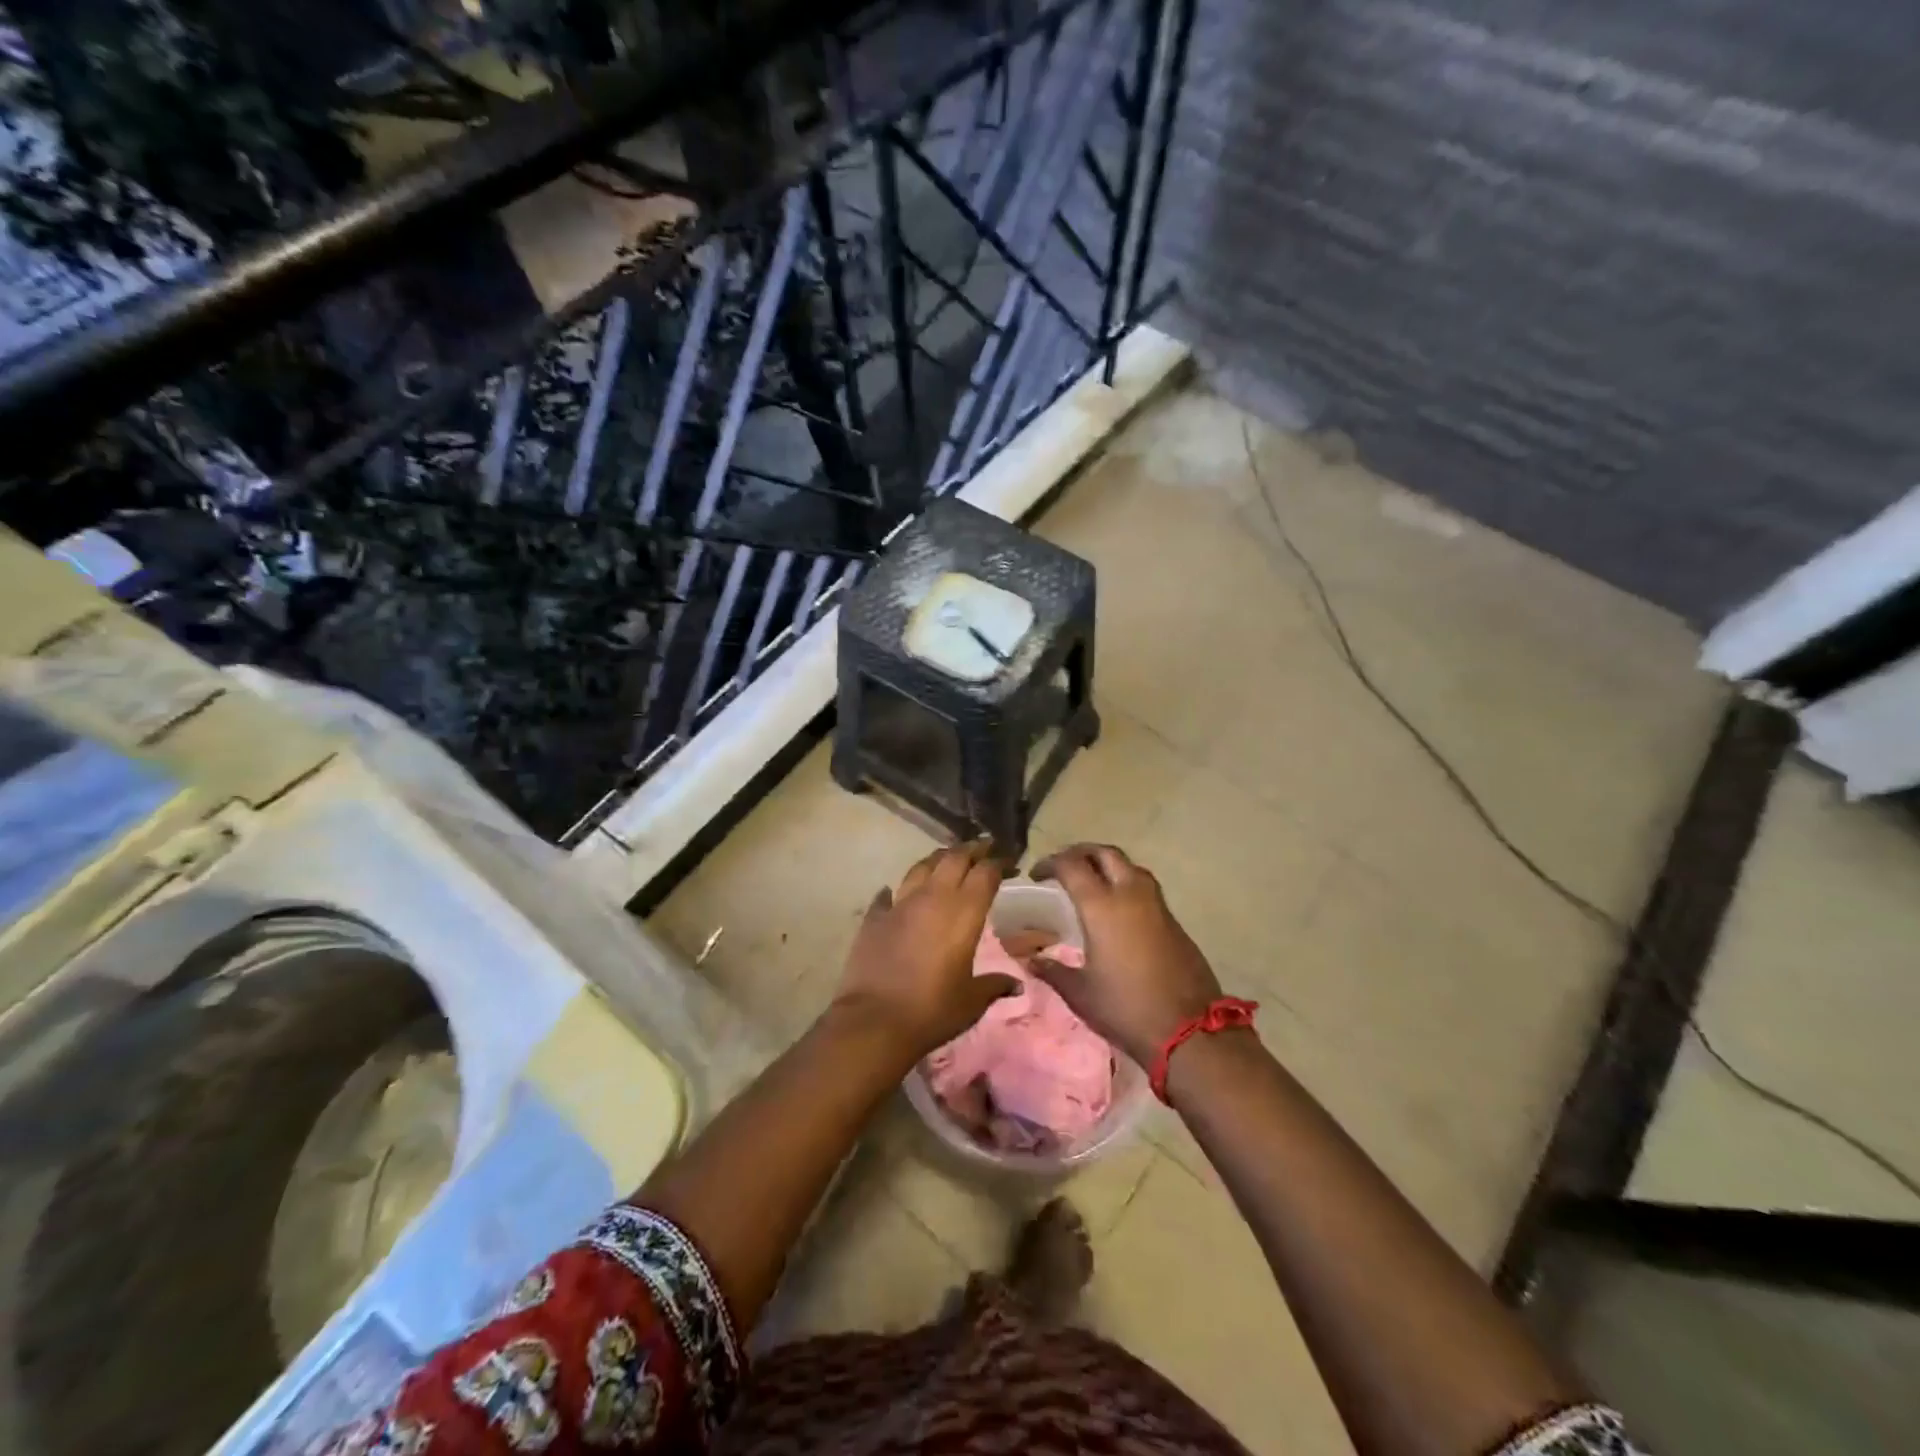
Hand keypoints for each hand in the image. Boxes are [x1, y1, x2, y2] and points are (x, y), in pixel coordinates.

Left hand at [833, 841, 1017, 1060]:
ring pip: (921, 866)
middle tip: (984, 847)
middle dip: (972, 849)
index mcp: (963, 912)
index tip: (1010, 862)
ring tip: (947, 859)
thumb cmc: (932, 1010)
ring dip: (938, 859)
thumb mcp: (971, 1001)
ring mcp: (900, 904)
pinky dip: (897, 890)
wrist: (874, 1021)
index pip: (986, 873)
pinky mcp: (874, 917)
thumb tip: (1016, 985)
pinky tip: (896, 893)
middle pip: (954, 858)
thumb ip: (994, 986)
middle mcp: (933, 898)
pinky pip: (888, 894)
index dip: (1000, 862)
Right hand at [1031, 843, 1222, 1065]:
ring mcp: (1156, 905)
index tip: (1036, 875)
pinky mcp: (1173, 921)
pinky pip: (1144, 887)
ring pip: (1129, 866)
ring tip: (1090, 881)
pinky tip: (1116, 907)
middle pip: (1105, 853)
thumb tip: (1031, 960)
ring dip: (1106, 864)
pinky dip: (1125, 884)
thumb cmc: (1126, 1008)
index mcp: (1102, 906)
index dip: (1050, 863)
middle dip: (1081, 853)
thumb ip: (1054, 971)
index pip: (1071, 865)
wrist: (1190, 1029)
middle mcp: (1130, 895)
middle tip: (1062, 867)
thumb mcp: (1081, 993)